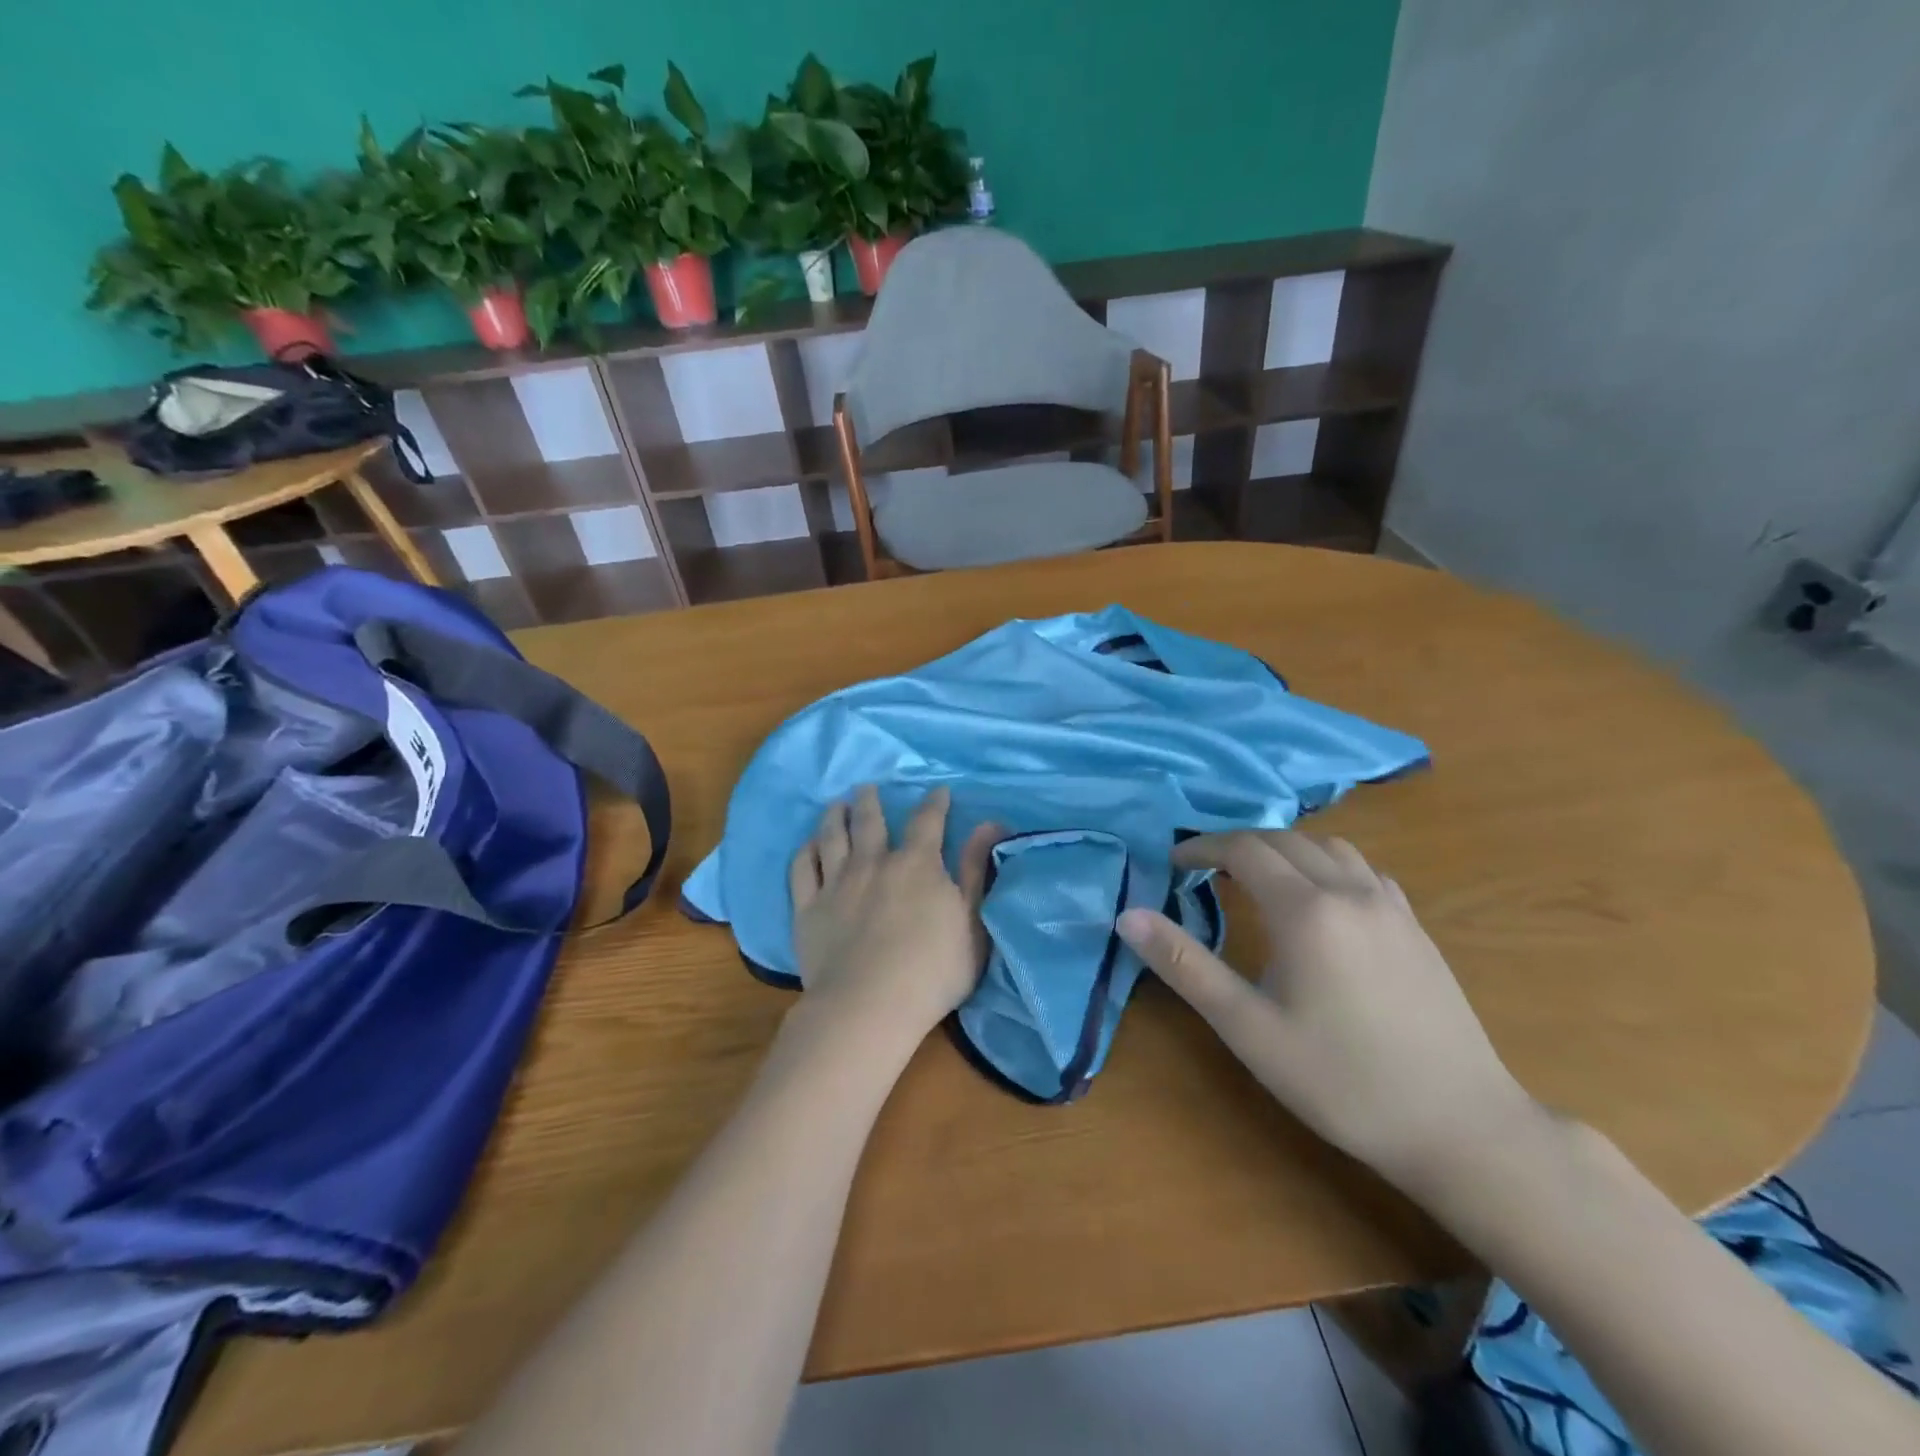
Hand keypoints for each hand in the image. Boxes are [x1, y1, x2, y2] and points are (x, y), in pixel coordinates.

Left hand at [789, 785, 998, 1050]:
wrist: (868, 1007)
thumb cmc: (932, 970)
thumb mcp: (972, 921)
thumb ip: (976, 870)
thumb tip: (989, 824)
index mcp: (916, 865)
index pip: (927, 822)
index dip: (934, 803)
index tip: (937, 791)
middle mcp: (873, 863)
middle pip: (870, 821)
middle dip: (870, 801)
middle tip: (867, 787)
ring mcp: (836, 884)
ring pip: (832, 837)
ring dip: (835, 816)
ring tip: (836, 804)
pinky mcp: (807, 909)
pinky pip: (802, 869)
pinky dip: (806, 851)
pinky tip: (809, 845)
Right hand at [1118, 831, 1536, 1193]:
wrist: (1461, 1128)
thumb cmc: (1342, 1081)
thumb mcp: (1248, 1028)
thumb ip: (1185, 966)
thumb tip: (1128, 916)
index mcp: (1306, 911)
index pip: (1243, 850)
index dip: (1202, 848)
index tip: (1172, 863)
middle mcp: (1349, 891)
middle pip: (1283, 840)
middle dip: (1237, 845)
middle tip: (1203, 870)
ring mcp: (1391, 906)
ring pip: (1328, 847)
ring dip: (1284, 850)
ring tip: (1256, 878)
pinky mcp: (1417, 927)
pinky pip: (1362, 870)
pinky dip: (1326, 864)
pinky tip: (1321, 901)